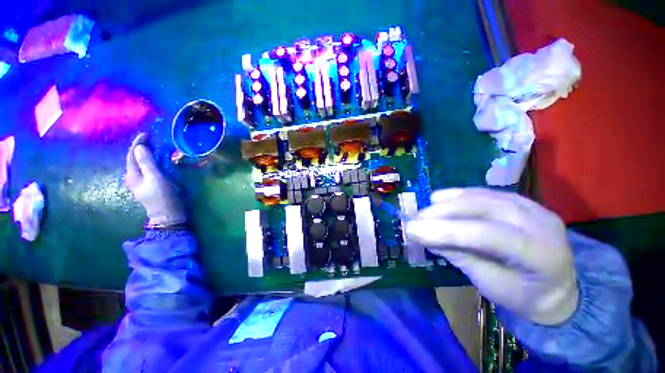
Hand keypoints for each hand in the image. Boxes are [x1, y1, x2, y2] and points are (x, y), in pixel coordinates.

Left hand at [125, 133, 185, 225]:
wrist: (168, 215)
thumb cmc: (162, 197)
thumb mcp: (155, 178)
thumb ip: (147, 162)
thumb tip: (139, 147)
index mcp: (132, 175)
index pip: (131, 155)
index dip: (138, 143)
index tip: (147, 134)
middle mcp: (133, 178)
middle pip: (134, 159)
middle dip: (141, 147)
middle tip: (153, 139)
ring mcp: (141, 183)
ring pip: (141, 164)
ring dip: (146, 155)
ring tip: (156, 147)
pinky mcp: (149, 186)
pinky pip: (147, 169)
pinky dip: (151, 162)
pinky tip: (158, 161)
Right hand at [406, 188, 577, 324]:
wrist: (558, 286)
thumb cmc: (524, 295)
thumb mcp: (490, 285)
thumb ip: (459, 256)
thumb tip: (424, 236)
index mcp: (541, 254)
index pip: (487, 235)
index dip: (445, 231)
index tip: (412, 230)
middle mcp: (540, 223)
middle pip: (483, 209)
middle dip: (442, 212)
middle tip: (415, 219)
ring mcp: (532, 207)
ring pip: (482, 196)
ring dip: (447, 202)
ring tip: (424, 210)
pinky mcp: (521, 200)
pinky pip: (484, 193)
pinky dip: (458, 195)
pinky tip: (439, 198)